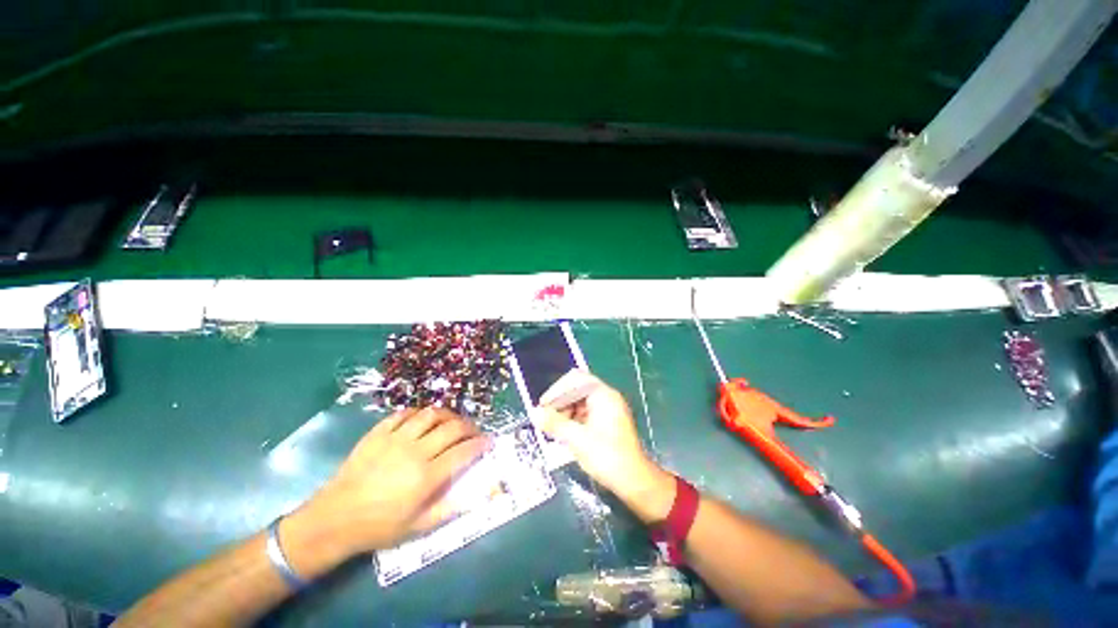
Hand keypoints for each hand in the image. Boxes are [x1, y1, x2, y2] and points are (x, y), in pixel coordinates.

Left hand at [291, 407, 490, 557]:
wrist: (334, 519)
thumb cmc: (379, 526)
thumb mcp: (418, 527)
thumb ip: (450, 508)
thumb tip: (478, 495)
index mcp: (427, 477)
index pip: (464, 451)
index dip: (481, 444)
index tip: (489, 442)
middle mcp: (416, 452)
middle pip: (453, 427)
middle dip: (470, 427)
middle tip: (474, 432)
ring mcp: (396, 439)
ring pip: (432, 414)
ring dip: (448, 415)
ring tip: (452, 422)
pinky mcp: (379, 432)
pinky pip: (405, 413)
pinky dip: (419, 413)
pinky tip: (423, 420)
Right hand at [536, 371, 670, 516]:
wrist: (634, 481)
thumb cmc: (606, 456)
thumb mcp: (577, 439)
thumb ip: (554, 423)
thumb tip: (534, 413)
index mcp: (602, 395)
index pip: (575, 380)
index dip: (557, 390)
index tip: (543, 406)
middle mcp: (607, 397)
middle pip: (577, 389)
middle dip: (560, 401)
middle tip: (546, 418)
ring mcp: (609, 408)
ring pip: (580, 401)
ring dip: (565, 411)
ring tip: (554, 428)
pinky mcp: (608, 421)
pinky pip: (586, 412)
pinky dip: (574, 419)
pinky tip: (565, 433)